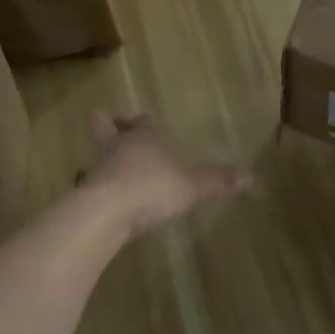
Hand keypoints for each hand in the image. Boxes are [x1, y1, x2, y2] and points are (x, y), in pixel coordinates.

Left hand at [80, 111, 247, 237]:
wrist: (108, 211)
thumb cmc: (153, 189)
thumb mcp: (193, 187)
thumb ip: (217, 181)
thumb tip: (250, 176)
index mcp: (146, 137)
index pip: (143, 121)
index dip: (144, 122)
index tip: (145, 122)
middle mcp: (119, 146)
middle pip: (106, 125)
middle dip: (110, 125)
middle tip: (114, 129)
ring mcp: (98, 167)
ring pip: (97, 154)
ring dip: (103, 160)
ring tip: (111, 173)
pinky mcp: (85, 192)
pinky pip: (89, 184)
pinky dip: (95, 189)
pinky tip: (104, 201)